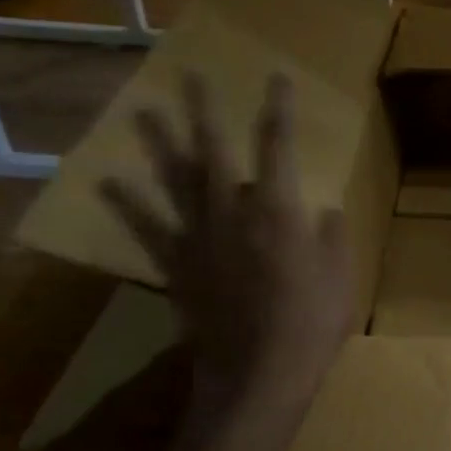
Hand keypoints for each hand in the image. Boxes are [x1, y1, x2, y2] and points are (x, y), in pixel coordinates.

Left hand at [99, 73, 353, 415]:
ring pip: (175, 181)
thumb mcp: (341, 277)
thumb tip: (324, 211)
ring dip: (159, 143)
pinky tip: (109, 182)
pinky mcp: (177, 266)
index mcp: (279, 211)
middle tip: (192, 76)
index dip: (278, 109)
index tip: (276, 77)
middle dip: (205, 111)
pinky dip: (127, 205)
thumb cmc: (311, 324)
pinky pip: (148, 228)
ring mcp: (198, 238)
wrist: (258, 374)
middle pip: (214, 151)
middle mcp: (232, 212)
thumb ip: (332, 237)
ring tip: (142, 110)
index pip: (278, 146)